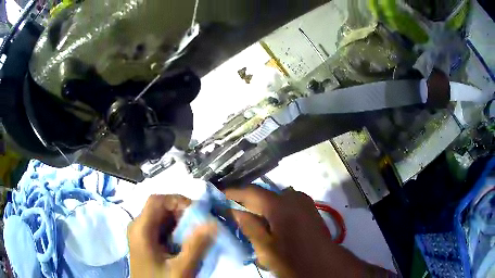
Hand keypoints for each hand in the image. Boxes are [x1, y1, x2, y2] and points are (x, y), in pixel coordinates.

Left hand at [127, 195, 216, 277]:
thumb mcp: (181, 268)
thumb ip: (196, 246)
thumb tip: (212, 223)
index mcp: (141, 229)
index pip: (157, 200)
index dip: (177, 200)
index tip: (197, 212)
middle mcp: (137, 226)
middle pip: (159, 207)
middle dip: (181, 213)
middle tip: (200, 224)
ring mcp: (139, 233)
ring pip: (160, 217)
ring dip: (179, 221)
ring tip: (194, 233)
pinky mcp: (144, 240)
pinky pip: (160, 227)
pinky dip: (174, 230)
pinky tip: (184, 241)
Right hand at [226, 185, 392, 277]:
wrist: (324, 264)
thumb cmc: (293, 259)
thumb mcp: (266, 248)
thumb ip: (249, 226)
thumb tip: (234, 211)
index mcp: (280, 205)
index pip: (250, 191)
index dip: (232, 193)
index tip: (217, 196)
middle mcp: (292, 196)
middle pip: (262, 194)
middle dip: (245, 201)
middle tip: (231, 211)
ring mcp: (303, 201)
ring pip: (273, 198)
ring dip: (260, 206)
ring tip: (249, 218)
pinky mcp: (308, 208)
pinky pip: (285, 203)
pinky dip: (273, 209)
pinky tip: (269, 222)